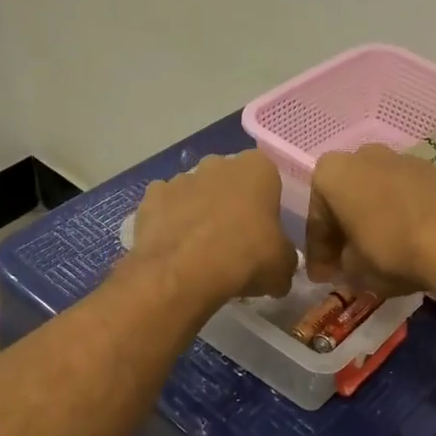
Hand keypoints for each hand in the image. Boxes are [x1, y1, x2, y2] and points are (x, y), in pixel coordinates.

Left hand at [128, 151, 297, 304]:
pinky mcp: (151, 197)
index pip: (269, 179)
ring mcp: (181, 177)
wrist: (184, 272)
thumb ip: (285, 257)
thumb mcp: (283, 266)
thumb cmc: (245, 258)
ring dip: (200, 212)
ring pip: (196, 192)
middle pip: (229, 181)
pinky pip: (166, 208)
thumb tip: (280, 264)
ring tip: (202, 249)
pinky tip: (175, 249)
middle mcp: (218, 163)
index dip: (267, 205)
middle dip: (232, 203)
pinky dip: (170, 222)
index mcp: (257, 168)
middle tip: (236, 239)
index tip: (266, 230)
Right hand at [305, 145, 435, 297]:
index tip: (322, 277)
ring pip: (378, 196)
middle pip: (347, 199)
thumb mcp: (355, 269)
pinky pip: (407, 198)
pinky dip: (402, 218)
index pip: (316, 218)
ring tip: (381, 256)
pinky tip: (410, 244)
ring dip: (375, 222)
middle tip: (347, 264)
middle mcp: (365, 155)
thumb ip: (343, 263)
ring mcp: (404, 158)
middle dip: (346, 231)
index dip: (318, 252)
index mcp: (333, 173)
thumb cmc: (392, 249)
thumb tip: (348, 263)